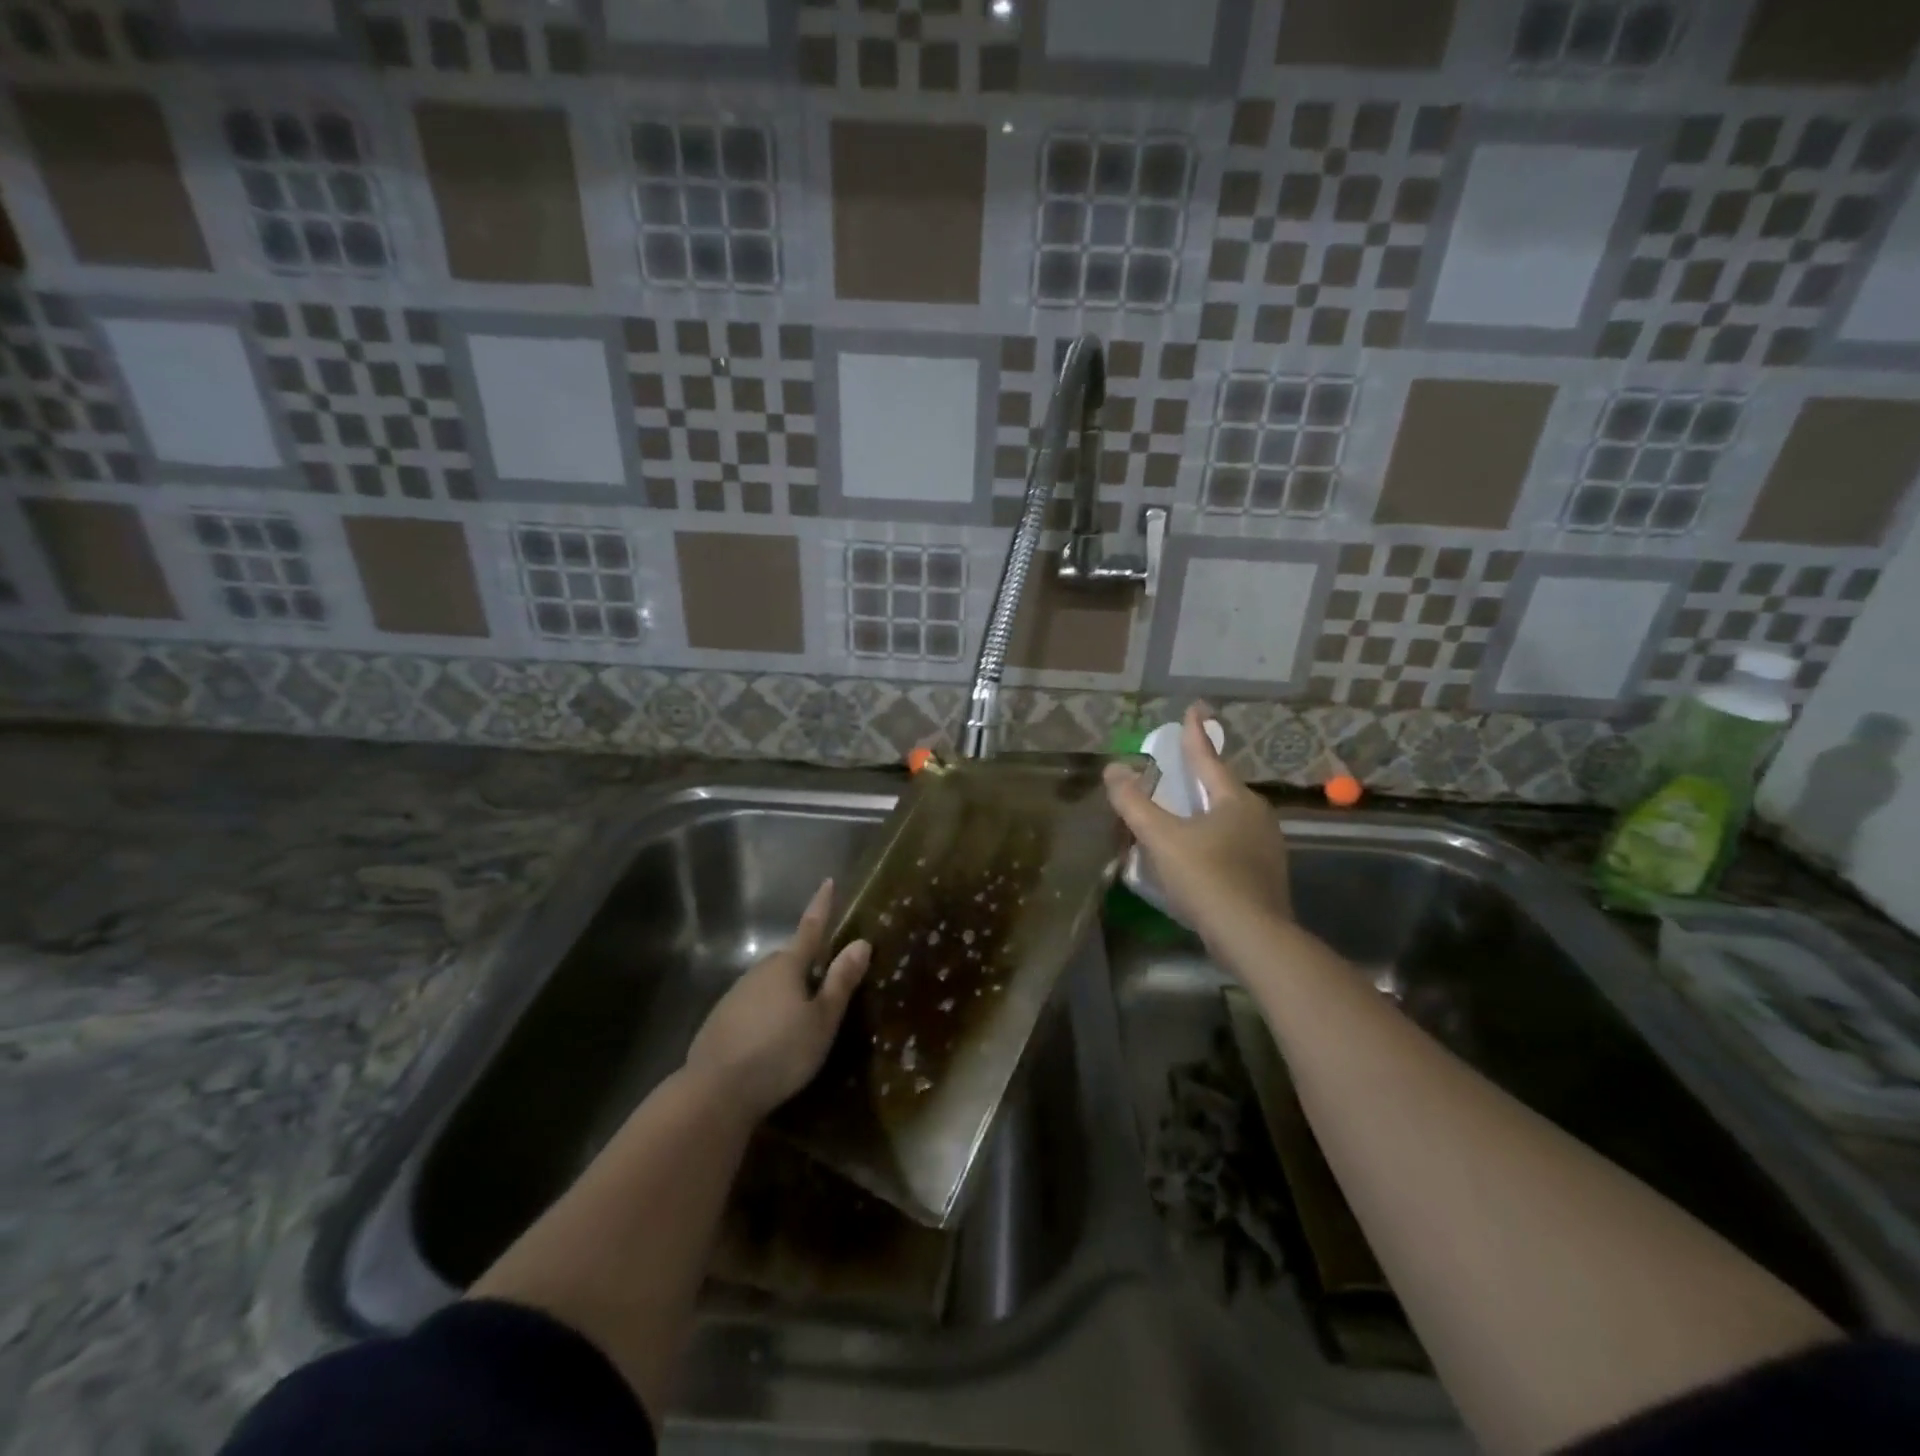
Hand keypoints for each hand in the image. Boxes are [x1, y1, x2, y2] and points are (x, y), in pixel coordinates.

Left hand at [684, 879, 870, 1120]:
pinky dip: (767, 1013)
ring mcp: (736, 995)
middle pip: (790, 960)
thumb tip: (861, 942)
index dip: (822, 906)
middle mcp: (760, 972)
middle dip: (808, 964)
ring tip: (802, 1019)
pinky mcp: (721, 1020)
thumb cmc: (780, 1052)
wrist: (715, 1091)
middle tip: (827, 983)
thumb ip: (841, 981)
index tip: (828, 881)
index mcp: (788, 966)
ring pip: (770, 984)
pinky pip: (753, 1005)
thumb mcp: (822, 1020)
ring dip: (787, 992)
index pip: (811, 928)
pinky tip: (772, 1038)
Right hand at [1105, 704, 1292, 943]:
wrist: (1253, 937)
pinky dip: (1213, 837)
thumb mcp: (1162, 838)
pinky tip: (1198, 852)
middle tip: (1180, 765)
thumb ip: (1135, 803)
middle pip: (1221, 787)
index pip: (1208, 757)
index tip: (1193, 708)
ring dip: (1205, 809)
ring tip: (1184, 809)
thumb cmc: (1207, 877)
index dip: (1195, 733)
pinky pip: (1234, 842)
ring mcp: (1266, 846)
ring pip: (1229, 817)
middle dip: (1200, 775)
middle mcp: (1257, 816)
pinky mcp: (1266, 875)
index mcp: (1235, 800)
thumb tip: (1113, 769)